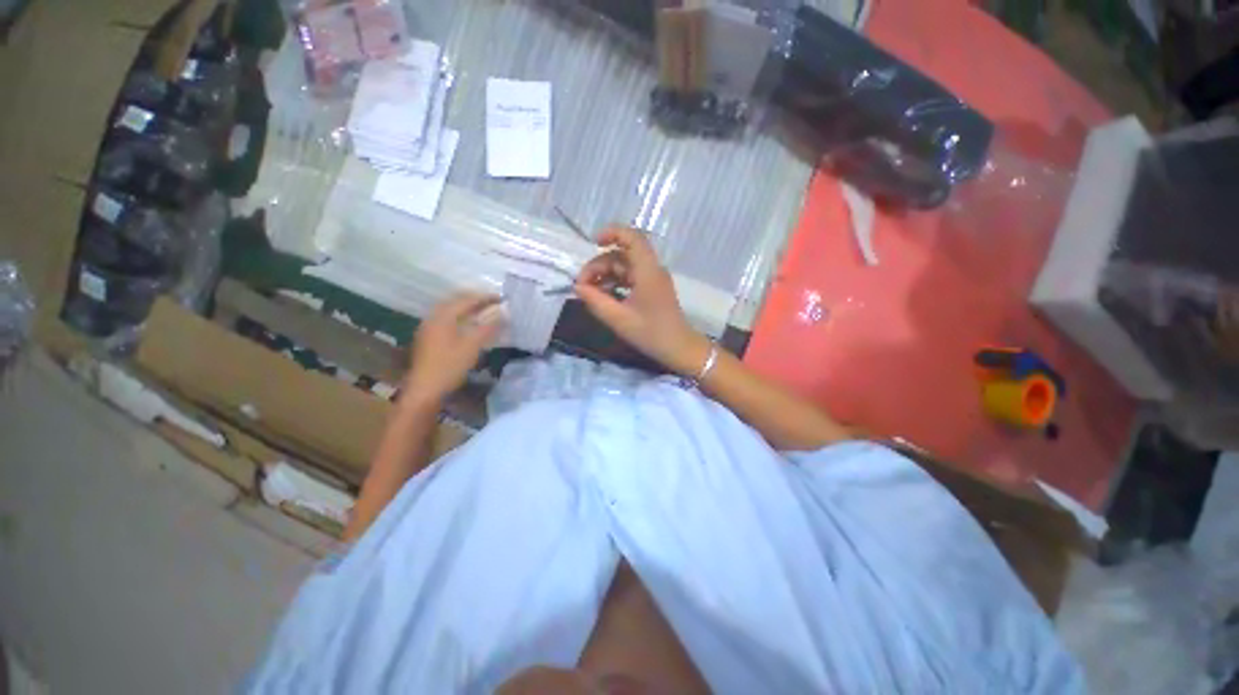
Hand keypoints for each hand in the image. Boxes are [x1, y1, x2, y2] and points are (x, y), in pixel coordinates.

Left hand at [405, 292, 503, 401]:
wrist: (425, 389)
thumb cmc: (450, 366)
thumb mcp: (473, 346)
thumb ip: (488, 327)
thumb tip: (503, 313)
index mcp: (443, 317)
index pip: (466, 300)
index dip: (485, 297)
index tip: (501, 298)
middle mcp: (433, 318)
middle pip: (455, 301)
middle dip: (475, 300)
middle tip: (493, 301)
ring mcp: (428, 328)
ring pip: (450, 311)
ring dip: (467, 308)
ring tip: (483, 310)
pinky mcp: (428, 339)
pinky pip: (446, 320)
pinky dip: (460, 317)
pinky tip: (468, 325)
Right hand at [575, 227, 711, 375]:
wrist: (679, 349)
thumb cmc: (651, 333)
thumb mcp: (619, 319)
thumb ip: (596, 301)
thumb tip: (578, 287)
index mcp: (647, 271)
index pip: (632, 237)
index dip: (612, 233)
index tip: (593, 243)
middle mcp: (652, 269)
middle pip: (622, 254)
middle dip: (599, 265)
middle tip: (582, 286)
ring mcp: (653, 279)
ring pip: (624, 266)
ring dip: (605, 275)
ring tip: (590, 293)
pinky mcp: (652, 289)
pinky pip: (630, 277)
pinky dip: (615, 282)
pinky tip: (603, 296)